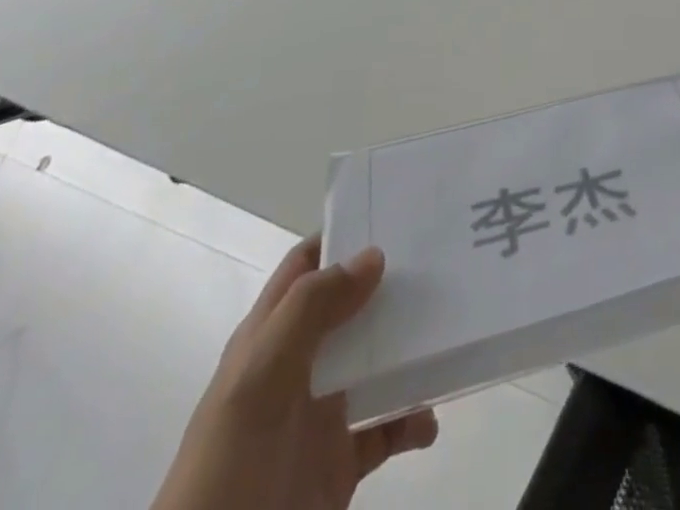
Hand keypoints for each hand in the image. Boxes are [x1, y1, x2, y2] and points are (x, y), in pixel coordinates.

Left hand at [151, 239, 437, 509]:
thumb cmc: (228, 467)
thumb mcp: (257, 380)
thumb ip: (309, 311)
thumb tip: (374, 254)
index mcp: (271, 336)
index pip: (307, 265)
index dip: (344, 234)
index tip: (397, 211)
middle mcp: (300, 365)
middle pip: (352, 305)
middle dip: (393, 283)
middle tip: (443, 259)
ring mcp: (322, 414)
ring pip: (377, 360)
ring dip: (411, 347)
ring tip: (451, 329)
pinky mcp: (343, 461)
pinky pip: (389, 427)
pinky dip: (414, 417)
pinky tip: (430, 415)